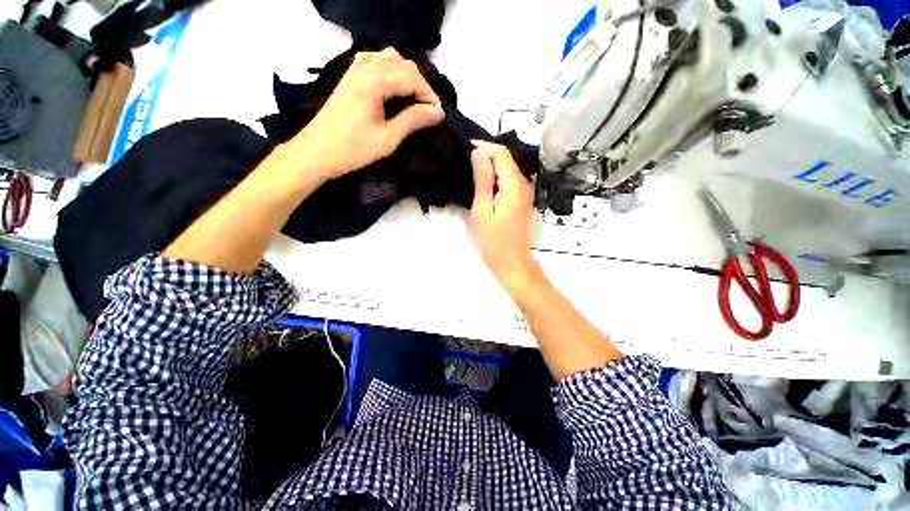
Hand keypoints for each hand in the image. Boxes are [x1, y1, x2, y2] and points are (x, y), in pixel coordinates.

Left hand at [291, 47, 445, 179]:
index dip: (429, 96)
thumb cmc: (354, 149)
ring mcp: (354, 70)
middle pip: (403, 64)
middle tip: (427, 109)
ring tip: (412, 97)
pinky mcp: (348, 77)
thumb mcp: (388, 139)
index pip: (412, 78)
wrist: (317, 152)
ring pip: (388, 57)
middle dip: (420, 85)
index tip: (438, 115)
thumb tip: (437, 112)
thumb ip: (413, 121)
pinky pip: (373, 59)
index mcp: (375, 83)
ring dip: (406, 74)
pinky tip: (391, 83)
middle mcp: (365, 68)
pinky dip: (388, 67)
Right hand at [469, 141, 541, 294]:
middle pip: (508, 159)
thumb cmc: (494, 242)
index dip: (485, 146)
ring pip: (509, 169)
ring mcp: (525, 194)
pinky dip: (497, 175)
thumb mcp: (483, 211)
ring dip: (492, 164)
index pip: (502, 154)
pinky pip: (510, 180)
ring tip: (472, 166)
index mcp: (514, 186)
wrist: (513, 264)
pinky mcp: (522, 202)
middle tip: (467, 155)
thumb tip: (478, 153)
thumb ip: (482, 180)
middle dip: (488, 153)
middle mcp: (523, 186)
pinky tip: (484, 181)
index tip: (467, 146)